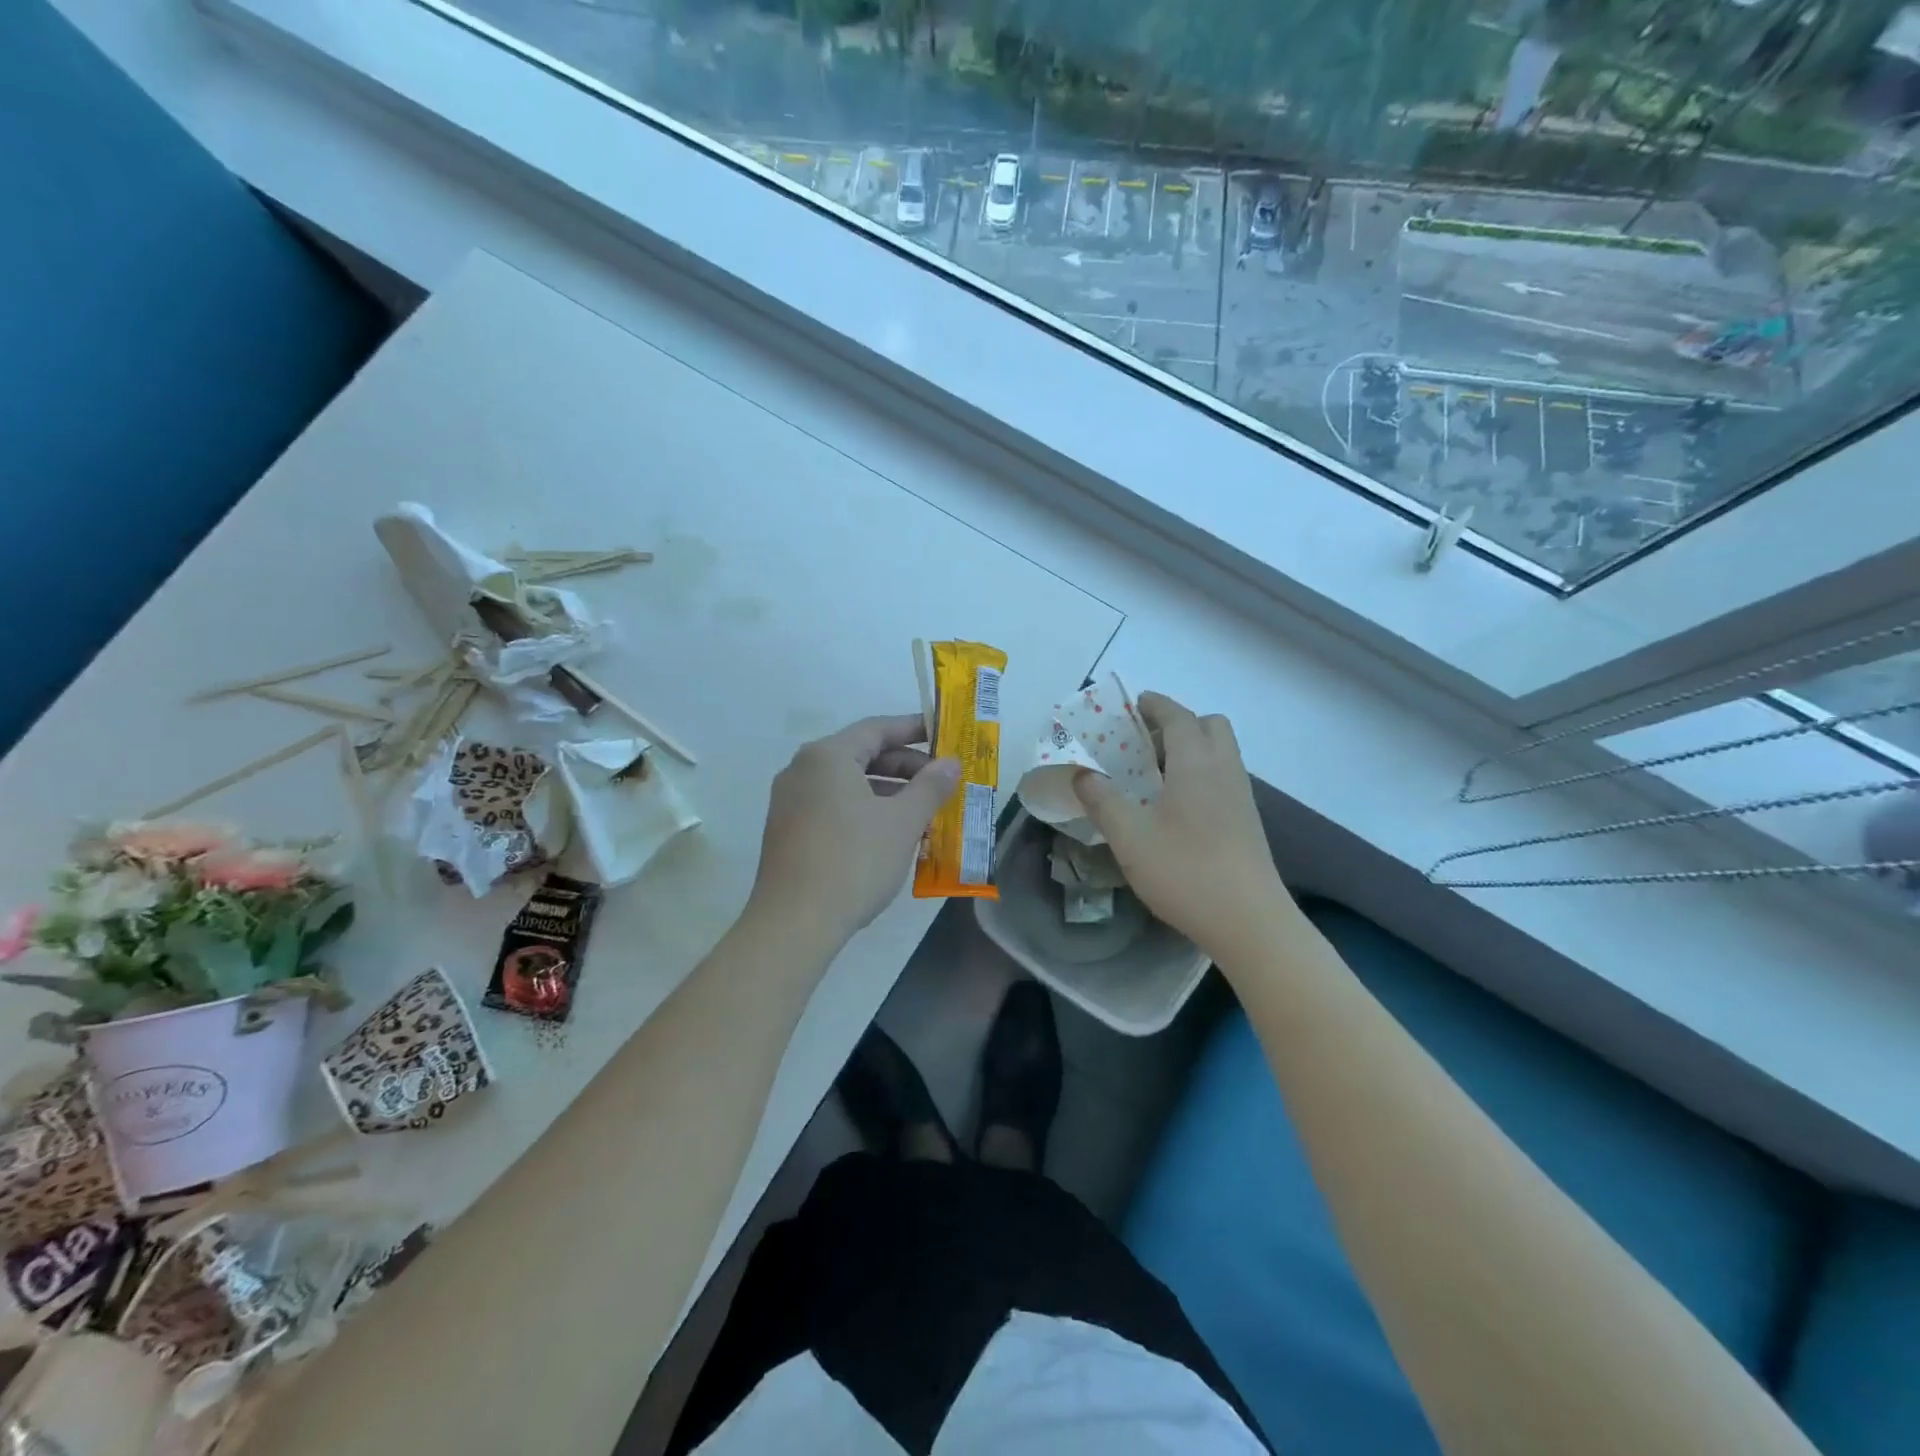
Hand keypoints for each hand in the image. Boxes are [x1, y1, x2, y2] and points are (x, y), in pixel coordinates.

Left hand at [749, 714, 961, 943]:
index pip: (877, 729)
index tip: (944, 736)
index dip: (914, 729)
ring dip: (887, 790)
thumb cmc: (853, 861)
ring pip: (848, 783)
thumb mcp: (902, 822)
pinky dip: (864, 809)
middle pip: (861, 754)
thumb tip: (950, 763)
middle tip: (941, 781)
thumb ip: (929, 787)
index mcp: (827, 756)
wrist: (794, 923)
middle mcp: (802, 770)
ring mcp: (790, 801)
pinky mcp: (787, 830)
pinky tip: (890, 833)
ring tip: (923, 810)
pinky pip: (833, 805)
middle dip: (904, 766)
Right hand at [1072, 692, 1287, 964]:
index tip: (1134, 704)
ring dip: (1192, 748)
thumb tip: (1082, 773)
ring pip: (1221, 751)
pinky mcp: (1248, 821)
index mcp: (1196, 765)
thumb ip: (1102, 800)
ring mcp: (1242, 796)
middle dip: (1178, 723)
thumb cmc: (1186, 873)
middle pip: (1210, 726)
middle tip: (1144, 745)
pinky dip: (1202, 772)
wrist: (1250, 922)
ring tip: (1156, 775)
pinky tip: (1178, 806)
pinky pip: (1225, 776)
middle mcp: (1224, 771)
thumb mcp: (1130, 838)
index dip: (1156, 705)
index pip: (1179, 717)